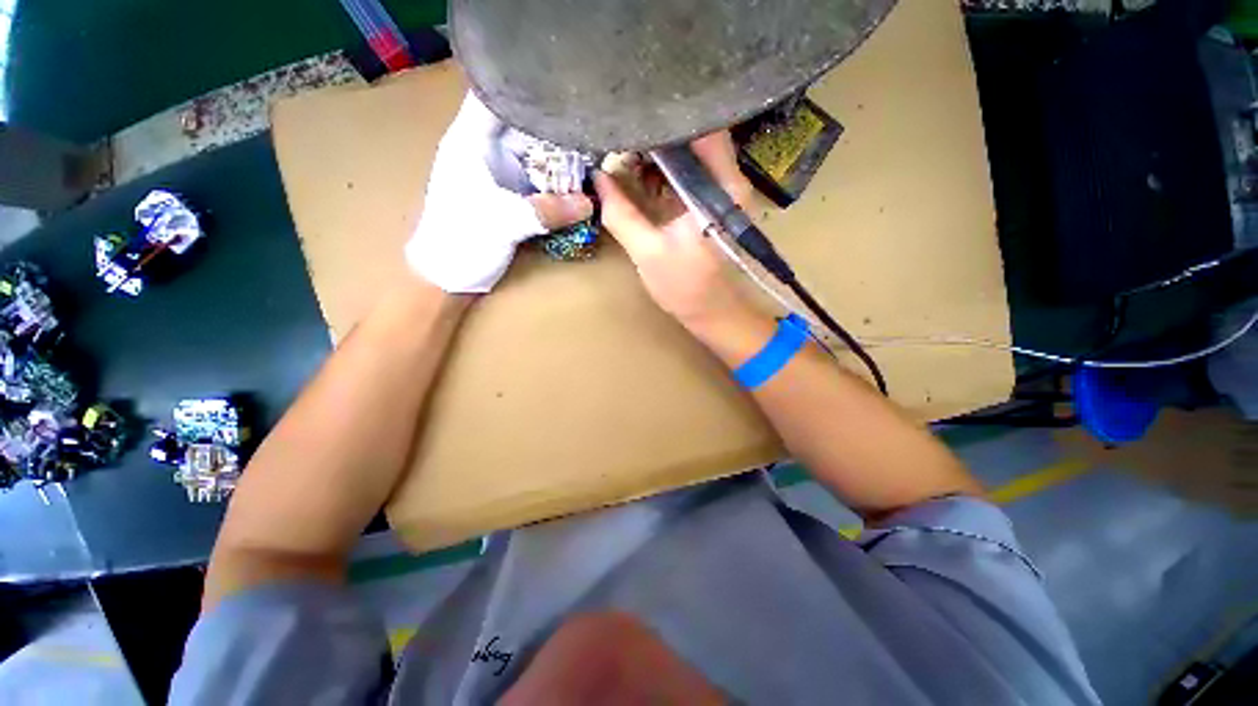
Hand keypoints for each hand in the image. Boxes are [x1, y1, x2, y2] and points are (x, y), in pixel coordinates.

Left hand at [406, 93, 592, 293]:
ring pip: (536, 153)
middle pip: (524, 123)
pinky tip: (580, 184)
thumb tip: (589, 203)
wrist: (449, 276)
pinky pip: (541, 181)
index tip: (563, 86)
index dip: (526, 85)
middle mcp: (488, 150)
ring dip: (562, 156)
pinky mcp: (513, 196)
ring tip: (593, 151)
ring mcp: (502, 174)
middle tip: (591, 123)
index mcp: (471, 141)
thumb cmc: (461, 242)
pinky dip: (559, 182)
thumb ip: (546, 211)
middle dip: (556, 124)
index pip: (496, 94)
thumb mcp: (502, 223)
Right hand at [593, 133, 755, 326]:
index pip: (702, 127)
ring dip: (657, 154)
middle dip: (656, 135)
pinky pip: (686, 172)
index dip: (666, 118)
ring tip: (626, 160)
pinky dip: (663, 171)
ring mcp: (720, 191)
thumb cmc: (686, 287)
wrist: (712, 312)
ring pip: (689, 152)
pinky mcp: (709, 202)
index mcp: (722, 188)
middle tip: (621, 138)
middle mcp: (728, 180)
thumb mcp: (648, 252)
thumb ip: (621, 213)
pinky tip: (640, 179)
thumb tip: (597, 178)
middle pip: (694, 135)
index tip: (630, 117)